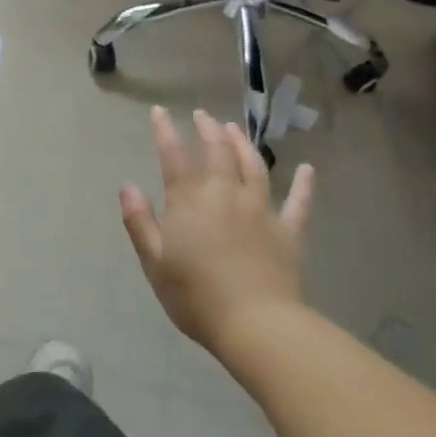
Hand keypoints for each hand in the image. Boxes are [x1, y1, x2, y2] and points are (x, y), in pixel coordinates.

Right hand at [120, 107, 315, 350]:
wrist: (256, 324)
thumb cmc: (195, 295)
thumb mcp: (154, 261)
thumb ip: (139, 221)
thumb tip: (127, 186)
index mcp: (189, 200)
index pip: (174, 157)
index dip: (165, 131)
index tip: (159, 112)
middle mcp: (225, 194)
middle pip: (217, 153)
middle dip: (208, 130)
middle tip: (202, 116)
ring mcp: (260, 210)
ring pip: (254, 167)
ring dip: (243, 144)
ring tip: (235, 129)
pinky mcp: (288, 231)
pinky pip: (298, 203)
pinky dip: (303, 185)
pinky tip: (307, 170)